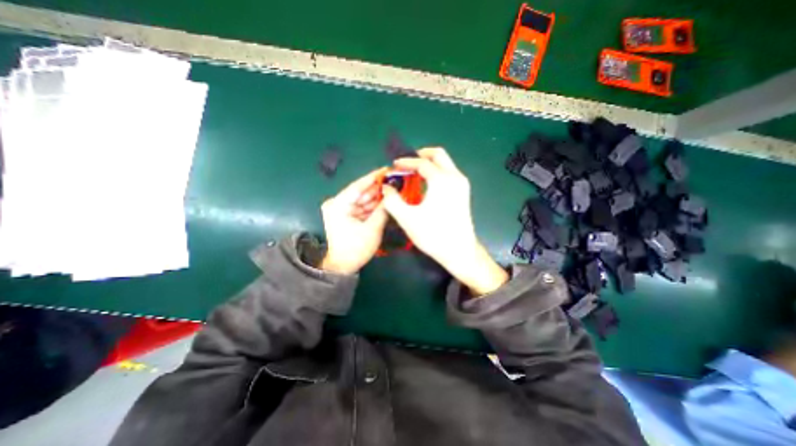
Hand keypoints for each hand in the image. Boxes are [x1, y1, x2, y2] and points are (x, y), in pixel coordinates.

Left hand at [319, 170, 389, 273]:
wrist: (343, 266)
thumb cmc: (355, 249)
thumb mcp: (372, 229)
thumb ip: (383, 210)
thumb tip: (392, 194)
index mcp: (339, 204)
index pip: (358, 186)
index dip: (374, 177)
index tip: (387, 169)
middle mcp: (338, 203)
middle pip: (362, 192)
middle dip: (379, 188)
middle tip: (395, 181)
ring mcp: (342, 210)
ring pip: (364, 200)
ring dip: (378, 197)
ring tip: (394, 190)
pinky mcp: (347, 216)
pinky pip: (363, 207)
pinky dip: (374, 206)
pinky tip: (386, 202)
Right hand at [381, 149, 506, 295]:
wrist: (459, 251)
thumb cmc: (433, 235)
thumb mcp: (407, 218)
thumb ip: (392, 200)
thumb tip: (387, 187)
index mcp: (441, 180)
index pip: (422, 163)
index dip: (406, 162)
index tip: (394, 165)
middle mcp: (455, 177)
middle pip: (438, 154)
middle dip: (421, 155)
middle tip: (407, 163)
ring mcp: (462, 184)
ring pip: (445, 163)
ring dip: (429, 163)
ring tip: (413, 172)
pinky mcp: (463, 192)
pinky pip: (449, 173)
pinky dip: (436, 171)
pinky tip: (426, 183)